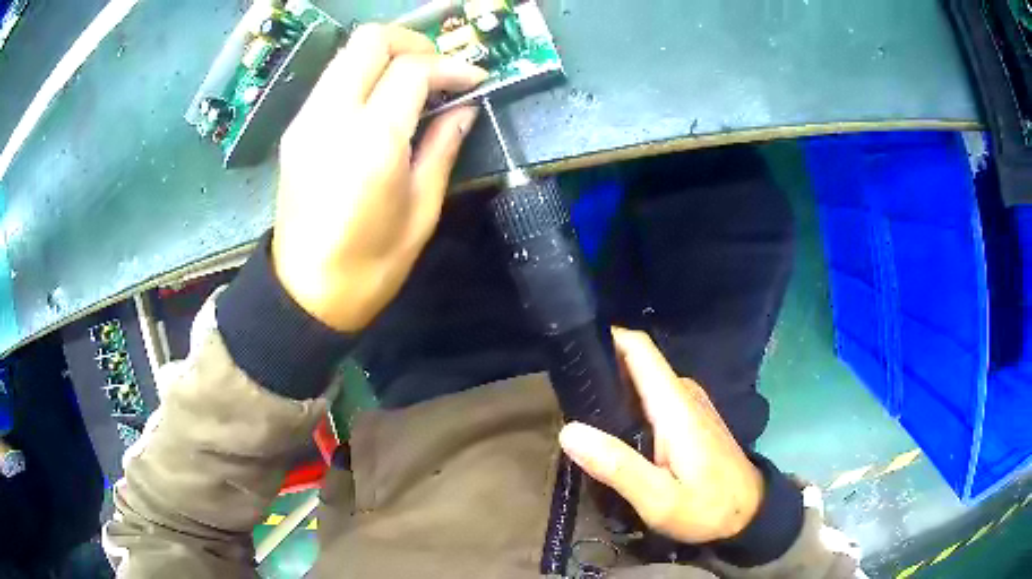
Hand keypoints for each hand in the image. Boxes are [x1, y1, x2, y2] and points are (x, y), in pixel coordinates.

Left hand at [272, 24, 487, 331]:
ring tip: (415, 84)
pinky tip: (382, 103)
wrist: (305, 294)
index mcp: (371, 141)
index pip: (412, 69)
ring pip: (347, 54)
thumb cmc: (370, 265)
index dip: (450, 67)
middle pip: (370, 41)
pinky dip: (362, 75)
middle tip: (439, 71)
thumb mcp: (421, 210)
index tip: (474, 81)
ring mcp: (306, 120)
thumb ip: (443, 147)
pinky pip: (332, 79)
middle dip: (413, 44)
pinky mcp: (295, 130)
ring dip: (386, 56)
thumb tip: (464, 109)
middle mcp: (331, 117)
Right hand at [559, 328, 764, 543]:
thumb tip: (569, 431)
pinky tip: (611, 428)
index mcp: (675, 405)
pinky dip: (628, 402)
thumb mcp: (659, 499)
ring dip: (613, 387)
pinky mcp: (691, 419)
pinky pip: (653, 396)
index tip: (570, 348)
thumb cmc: (707, 508)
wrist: (751, 514)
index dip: (606, 338)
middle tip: (562, 393)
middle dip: (601, 368)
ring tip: (578, 409)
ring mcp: (690, 405)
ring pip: (644, 380)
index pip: (639, 349)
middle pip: (637, 362)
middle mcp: (683, 394)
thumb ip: (617, 466)